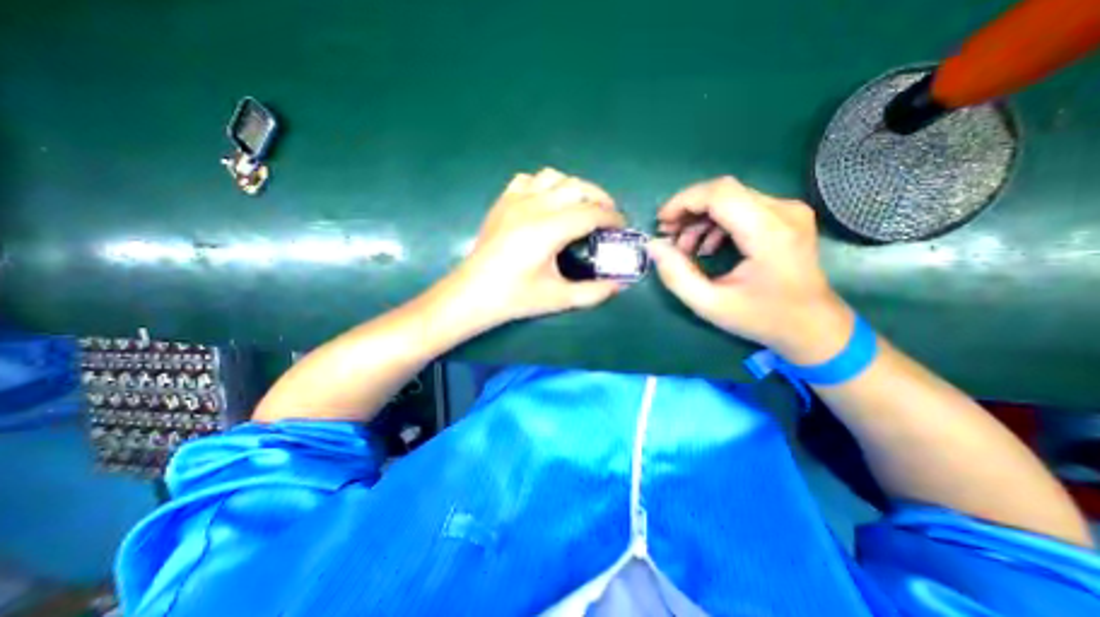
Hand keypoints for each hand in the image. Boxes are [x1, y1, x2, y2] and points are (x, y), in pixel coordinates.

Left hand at [451, 167, 627, 324]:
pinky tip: (547, 203)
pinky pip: (528, 180)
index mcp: (548, 230)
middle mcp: (533, 207)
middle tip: (608, 216)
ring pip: (554, 177)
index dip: (612, 218)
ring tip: (581, 206)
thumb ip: (593, 293)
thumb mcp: (558, 299)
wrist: (472, 294)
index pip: (591, 213)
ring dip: (574, 188)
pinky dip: (545, 185)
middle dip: (600, 198)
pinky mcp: (502, 202)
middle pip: (577, 187)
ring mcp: (515, 201)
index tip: (622, 227)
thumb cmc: (514, 298)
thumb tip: (619, 286)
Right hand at [647, 176, 853, 362]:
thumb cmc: (762, 318)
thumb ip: (676, 275)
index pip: (720, 193)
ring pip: (731, 198)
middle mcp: (783, 212)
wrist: (813, 326)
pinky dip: (716, 223)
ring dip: (699, 219)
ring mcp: (788, 211)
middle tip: (667, 235)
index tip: (661, 223)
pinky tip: (706, 247)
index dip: (683, 201)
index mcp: (768, 233)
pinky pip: (742, 207)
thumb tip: (653, 245)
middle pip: (723, 192)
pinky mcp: (786, 217)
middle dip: (687, 210)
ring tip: (684, 248)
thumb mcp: (710, 304)